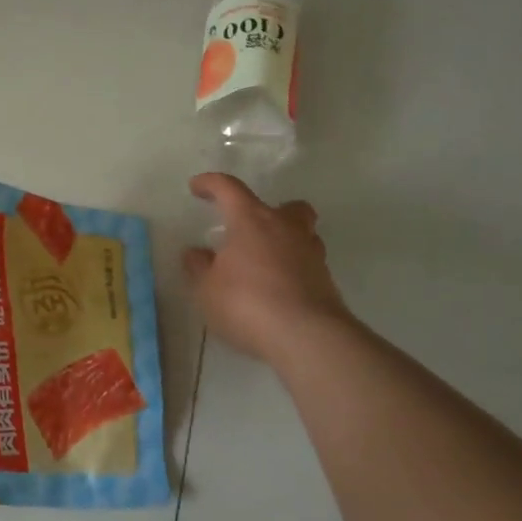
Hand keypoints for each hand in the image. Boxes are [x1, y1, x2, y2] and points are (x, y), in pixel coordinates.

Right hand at [184, 174, 351, 361]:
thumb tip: (195, 253)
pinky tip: (276, 289)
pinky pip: (307, 264)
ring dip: (284, 240)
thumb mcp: (207, 289)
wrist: (306, 336)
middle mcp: (286, 228)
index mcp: (252, 220)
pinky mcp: (326, 281)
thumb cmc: (246, 303)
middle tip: (250, 229)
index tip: (197, 188)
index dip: (211, 184)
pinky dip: (292, 269)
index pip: (229, 189)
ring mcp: (311, 254)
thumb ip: (199, 267)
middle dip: (269, 211)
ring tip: (263, 262)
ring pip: (302, 233)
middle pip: (286, 206)